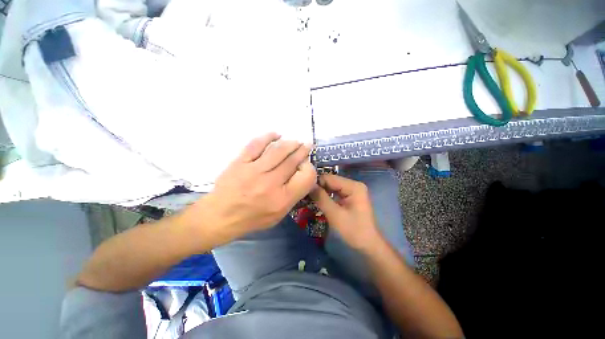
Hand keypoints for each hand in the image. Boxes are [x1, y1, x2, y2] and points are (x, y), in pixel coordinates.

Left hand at [192, 133, 316, 242]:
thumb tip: (301, 173)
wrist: (220, 216)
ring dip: (290, 143)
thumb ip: (293, 195)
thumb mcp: (279, 214)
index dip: (309, 168)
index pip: (306, 177)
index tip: (305, 165)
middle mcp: (270, 183)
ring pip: (277, 150)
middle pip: (292, 161)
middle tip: (306, 145)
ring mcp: (254, 171)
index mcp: (282, 199)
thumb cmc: (252, 218)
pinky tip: (276, 135)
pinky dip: (268, 137)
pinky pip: (256, 144)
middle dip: (302, 150)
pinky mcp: (240, 162)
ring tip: (295, 141)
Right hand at [310, 174, 381, 250]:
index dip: (316, 183)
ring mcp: (352, 191)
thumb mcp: (335, 214)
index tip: (303, 190)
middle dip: (318, 188)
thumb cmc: (354, 231)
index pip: (330, 178)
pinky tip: (317, 201)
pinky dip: (326, 197)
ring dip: (321, 192)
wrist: (368, 247)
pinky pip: (335, 193)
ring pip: (331, 188)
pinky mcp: (349, 198)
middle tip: (304, 194)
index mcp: (353, 186)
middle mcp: (353, 185)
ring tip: (308, 197)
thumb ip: (321, 198)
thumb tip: (308, 185)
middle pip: (331, 182)